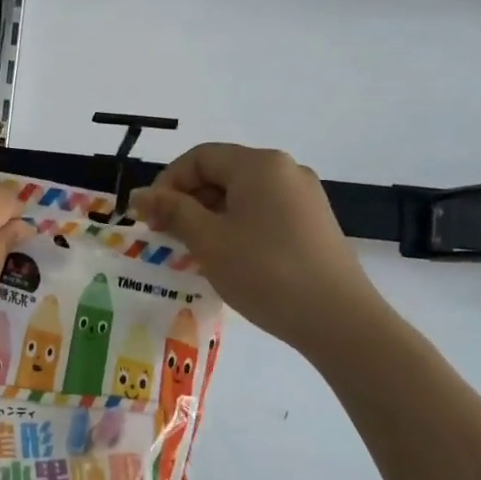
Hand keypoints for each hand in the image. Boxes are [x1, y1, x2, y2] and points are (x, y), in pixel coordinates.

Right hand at [129, 144, 395, 358]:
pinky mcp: (315, 223)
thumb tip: (140, 194)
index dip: (168, 183)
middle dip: (188, 201)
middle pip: (222, 173)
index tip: (151, 217)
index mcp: (259, 164)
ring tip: (195, 251)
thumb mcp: (209, 241)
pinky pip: (265, 212)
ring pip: (243, 195)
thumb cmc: (266, 272)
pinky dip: (238, 226)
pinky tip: (231, 258)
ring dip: (211, 216)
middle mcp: (285, 170)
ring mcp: (305, 197)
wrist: (340, 322)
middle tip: (167, 236)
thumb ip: (172, 211)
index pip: (199, 158)